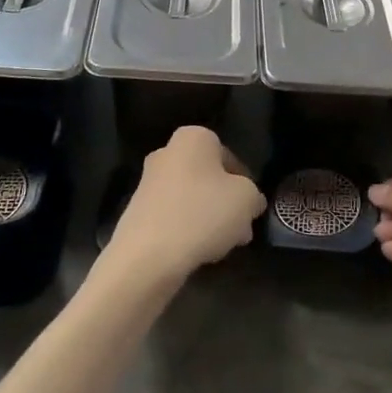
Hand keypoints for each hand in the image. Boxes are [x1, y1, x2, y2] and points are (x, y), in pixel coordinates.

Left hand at [103, 127, 264, 286]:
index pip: (229, 156)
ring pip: (192, 198)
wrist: (148, 254)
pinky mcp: (138, 210)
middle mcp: (167, 152)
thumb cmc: (203, 213)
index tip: (251, 208)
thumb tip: (250, 201)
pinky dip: (187, 229)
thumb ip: (253, 196)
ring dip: (209, 218)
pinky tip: (199, 251)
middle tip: (241, 229)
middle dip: (226, 203)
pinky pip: (173, 215)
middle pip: (209, 178)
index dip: (245, 183)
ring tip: (223, 246)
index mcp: (193, 138)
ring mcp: (148, 182)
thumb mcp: (247, 199)